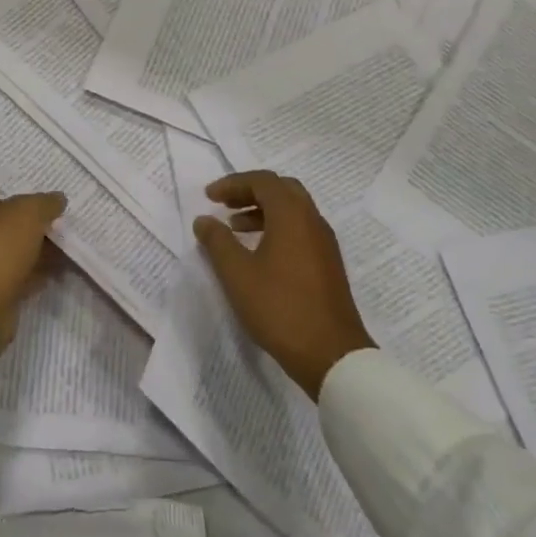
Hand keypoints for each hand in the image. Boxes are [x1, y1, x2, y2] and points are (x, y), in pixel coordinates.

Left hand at [0, 189, 67, 352]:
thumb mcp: (28, 212)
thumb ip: (45, 202)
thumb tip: (58, 199)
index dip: (24, 199)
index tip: (48, 209)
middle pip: (5, 225)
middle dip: (34, 229)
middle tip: (60, 230)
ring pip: (10, 252)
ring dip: (36, 252)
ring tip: (65, 252)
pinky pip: (12, 275)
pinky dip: (31, 273)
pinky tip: (54, 273)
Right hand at [193, 171, 374, 399]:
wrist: (331, 354)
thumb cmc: (279, 307)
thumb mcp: (237, 274)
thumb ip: (217, 241)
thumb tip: (204, 220)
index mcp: (292, 215)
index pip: (262, 181)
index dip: (233, 183)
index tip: (209, 197)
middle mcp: (312, 221)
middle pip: (281, 190)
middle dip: (250, 192)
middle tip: (225, 205)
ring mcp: (324, 243)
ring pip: (293, 211)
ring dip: (263, 211)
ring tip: (235, 228)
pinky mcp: (328, 264)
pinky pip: (300, 230)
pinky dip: (277, 228)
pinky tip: (259, 253)